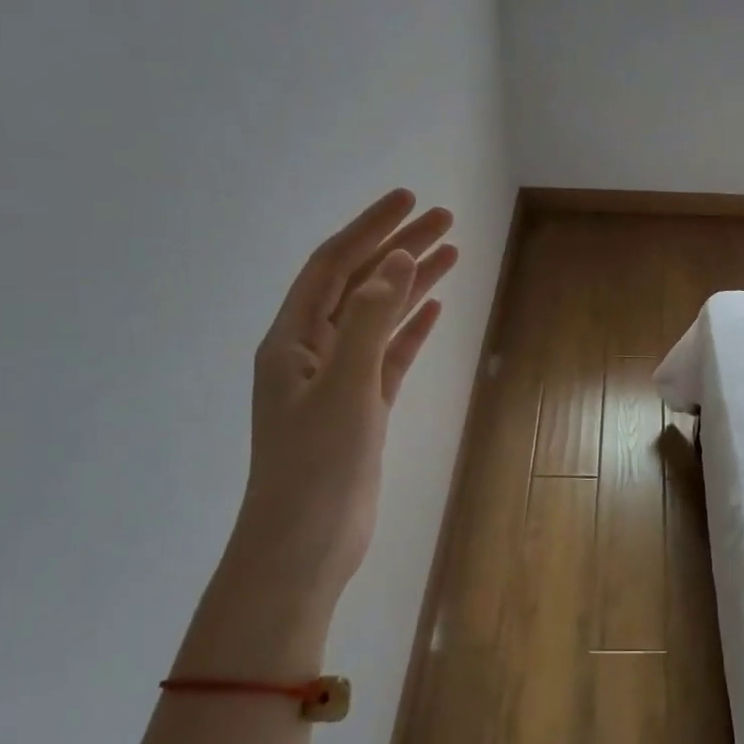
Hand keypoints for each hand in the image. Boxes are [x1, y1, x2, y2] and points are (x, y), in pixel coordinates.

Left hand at [181, 189, 455, 676]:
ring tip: (451, 254)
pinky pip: (389, 356)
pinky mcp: (362, 408)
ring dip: (411, 285)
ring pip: (380, 318)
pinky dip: (411, 330)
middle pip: (360, 285)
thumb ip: (369, 322)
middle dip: (399, 249)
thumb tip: (396, 261)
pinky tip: (434, 309)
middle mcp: (311, 351)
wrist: (306, 544)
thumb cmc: (316, 466)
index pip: (334, 266)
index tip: (409, 200)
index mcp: (291, 340)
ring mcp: (338, 381)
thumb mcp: (342, 387)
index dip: (370, 229)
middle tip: (444, 220)